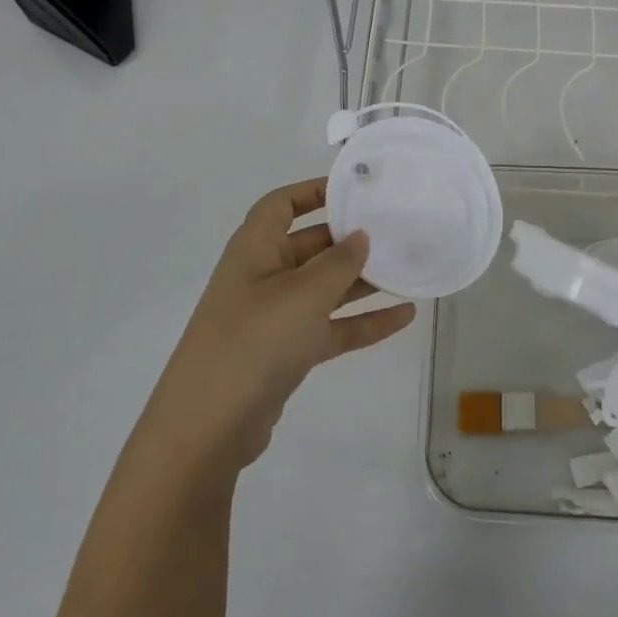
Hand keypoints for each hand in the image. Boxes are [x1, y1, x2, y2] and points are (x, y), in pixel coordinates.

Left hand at [143, 178, 415, 470]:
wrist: (209, 427)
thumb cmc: (254, 341)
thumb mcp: (303, 294)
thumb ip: (338, 262)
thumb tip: (360, 236)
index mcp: (255, 249)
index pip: (281, 205)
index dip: (312, 191)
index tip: (355, 189)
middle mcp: (263, 276)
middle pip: (310, 245)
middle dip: (350, 239)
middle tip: (395, 230)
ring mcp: (274, 317)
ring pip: (325, 288)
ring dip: (363, 281)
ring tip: (408, 269)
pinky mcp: (287, 353)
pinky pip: (331, 327)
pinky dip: (363, 321)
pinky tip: (404, 317)